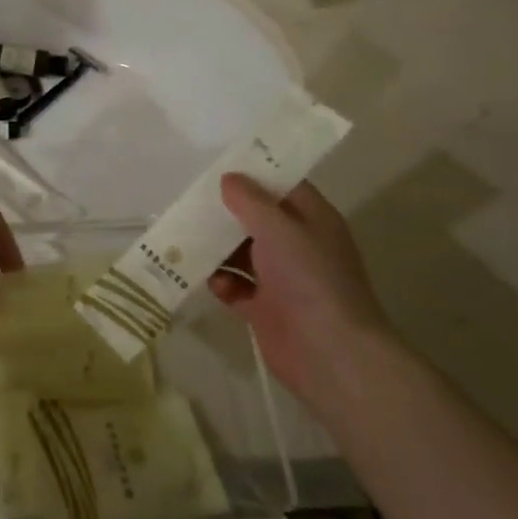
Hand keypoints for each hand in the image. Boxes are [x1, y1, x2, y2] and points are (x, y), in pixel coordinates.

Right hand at [207, 176, 391, 407]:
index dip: (255, 174)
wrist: (330, 354)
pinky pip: (235, 286)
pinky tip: (214, 281)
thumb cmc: (309, 279)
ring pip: (241, 252)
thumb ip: (250, 201)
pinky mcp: (264, 308)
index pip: (283, 185)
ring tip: (187, 239)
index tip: (220, 165)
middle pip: (256, 218)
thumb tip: (228, 179)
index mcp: (312, 220)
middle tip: (191, 201)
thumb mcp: (280, 229)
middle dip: (226, 211)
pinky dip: (222, 282)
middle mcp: (298, 245)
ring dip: (217, 247)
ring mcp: (281, 278)